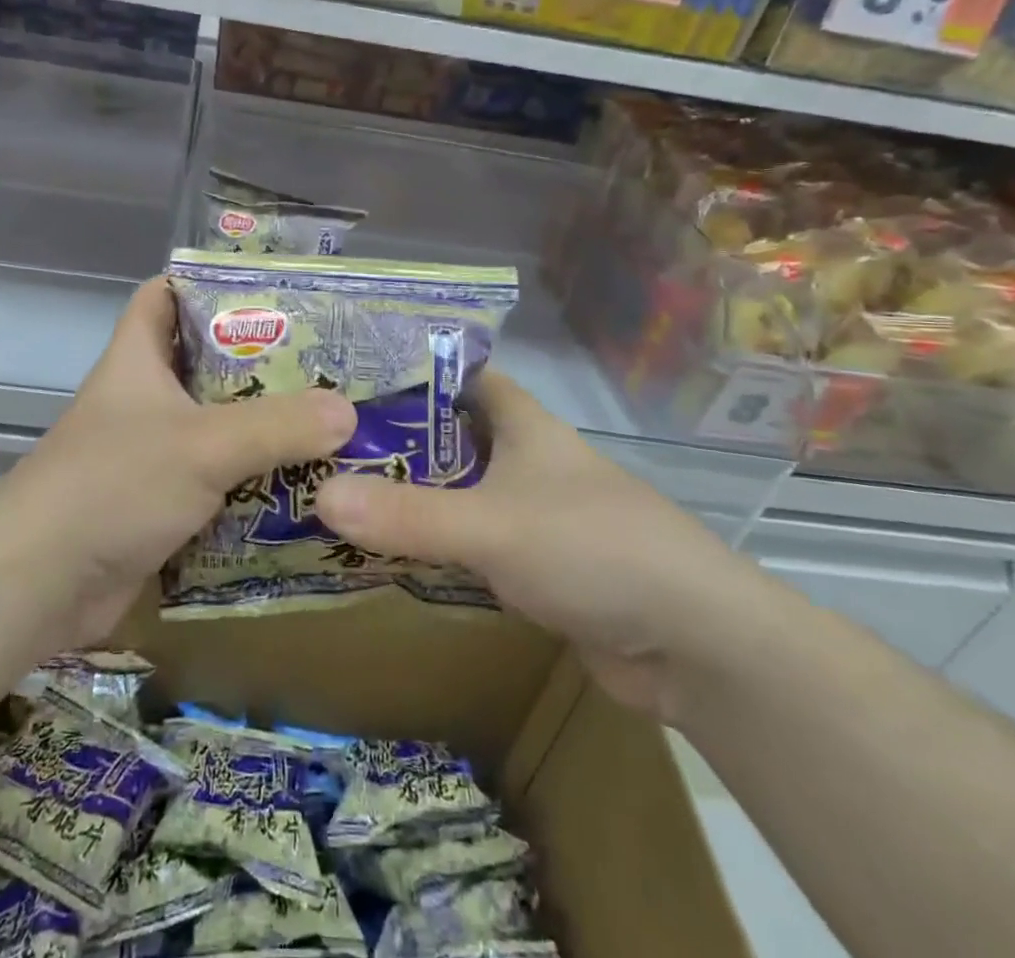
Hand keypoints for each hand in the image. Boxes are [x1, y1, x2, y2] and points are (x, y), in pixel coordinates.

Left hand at [2, 277, 356, 646]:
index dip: (207, 283)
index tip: (269, 290)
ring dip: (262, 427)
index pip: (164, 295)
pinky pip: (215, 481)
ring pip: (215, 425)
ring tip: (328, 422)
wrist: (40, 583)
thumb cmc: (113, 485)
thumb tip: (348, 413)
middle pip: (205, 363)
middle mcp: (143, 399)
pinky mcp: (158, 504)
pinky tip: (300, 486)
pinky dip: (250, 482)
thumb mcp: (202, 444)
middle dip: (259, 361)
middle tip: (324, 362)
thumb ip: (276, 426)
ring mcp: (149, 453)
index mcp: (137, 360)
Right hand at [315, 370, 769, 721]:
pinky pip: (468, 543)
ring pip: (455, 492)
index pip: (457, 374)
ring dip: (408, 496)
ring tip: (335, 492)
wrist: (695, 644)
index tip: (346, 378)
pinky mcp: (534, 566)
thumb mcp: (492, 525)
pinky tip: (384, 552)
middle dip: (392, 439)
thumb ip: (408, 514)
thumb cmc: (594, 549)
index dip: (407, 370)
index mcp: (522, 424)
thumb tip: (319, 495)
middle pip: (447, 435)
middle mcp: (525, 460)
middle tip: (322, 443)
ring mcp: (531, 514)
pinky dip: (432, 545)